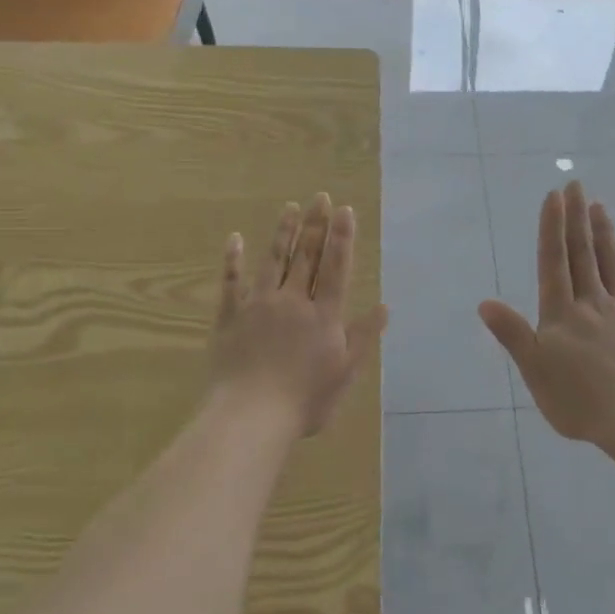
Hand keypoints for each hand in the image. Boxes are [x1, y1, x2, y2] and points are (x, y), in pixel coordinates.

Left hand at [209, 194, 387, 440]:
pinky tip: (234, 238)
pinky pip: (231, 283)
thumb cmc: (305, 400)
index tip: (345, 210)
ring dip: (283, 233)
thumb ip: (363, 336)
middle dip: (316, 226)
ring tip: (291, 207)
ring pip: (274, 261)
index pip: (336, 268)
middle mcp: (293, 301)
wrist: (251, 416)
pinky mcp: (230, 317)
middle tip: (320, 197)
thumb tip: (384, 306)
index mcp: (323, 315)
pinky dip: (233, 260)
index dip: (342, 238)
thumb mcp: (345, 372)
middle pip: (307, 257)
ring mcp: (259, 306)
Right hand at [479, 182, 614, 448]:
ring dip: (604, 232)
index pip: (553, 261)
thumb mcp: (534, 370)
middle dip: (576, 217)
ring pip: (612, 263)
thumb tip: (485, 302)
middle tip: (575, 184)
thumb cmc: (579, 399)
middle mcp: (592, 302)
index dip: (552, 227)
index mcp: (562, 313)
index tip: (553, 196)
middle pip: (583, 253)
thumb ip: (512, 334)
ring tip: (599, 205)